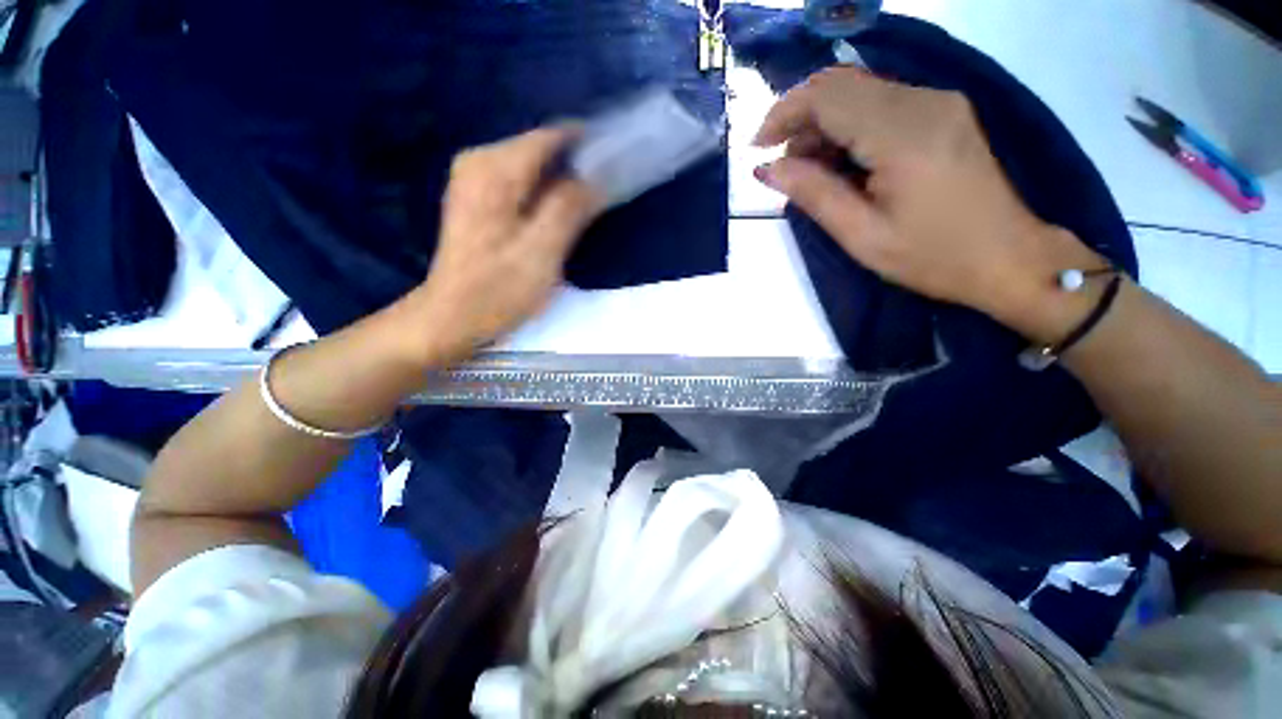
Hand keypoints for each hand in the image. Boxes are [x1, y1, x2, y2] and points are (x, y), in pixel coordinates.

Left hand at [404, 127, 601, 363]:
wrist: (452, 317)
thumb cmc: (498, 290)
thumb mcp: (542, 251)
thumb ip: (570, 208)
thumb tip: (597, 175)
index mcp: (495, 169)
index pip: (551, 137)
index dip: (587, 146)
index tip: (616, 161)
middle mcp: (480, 162)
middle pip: (541, 150)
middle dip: (576, 166)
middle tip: (605, 194)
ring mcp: (475, 180)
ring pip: (533, 168)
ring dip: (562, 182)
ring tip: (589, 206)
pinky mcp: (477, 200)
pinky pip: (521, 184)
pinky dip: (545, 193)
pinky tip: (559, 216)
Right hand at [753, 67, 1103, 341]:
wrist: (1009, 257)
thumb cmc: (932, 257)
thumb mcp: (862, 236)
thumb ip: (814, 195)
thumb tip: (768, 170)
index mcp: (903, 135)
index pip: (828, 96)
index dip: (783, 114)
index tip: (758, 150)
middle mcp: (923, 102)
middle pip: (841, 85)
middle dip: (799, 120)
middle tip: (784, 169)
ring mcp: (937, 102)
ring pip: (859, 91)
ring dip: (822, 125)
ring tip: (810, 173)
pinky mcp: (943, 111)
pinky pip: (880, 103)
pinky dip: (848, 127)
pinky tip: (842, 162)